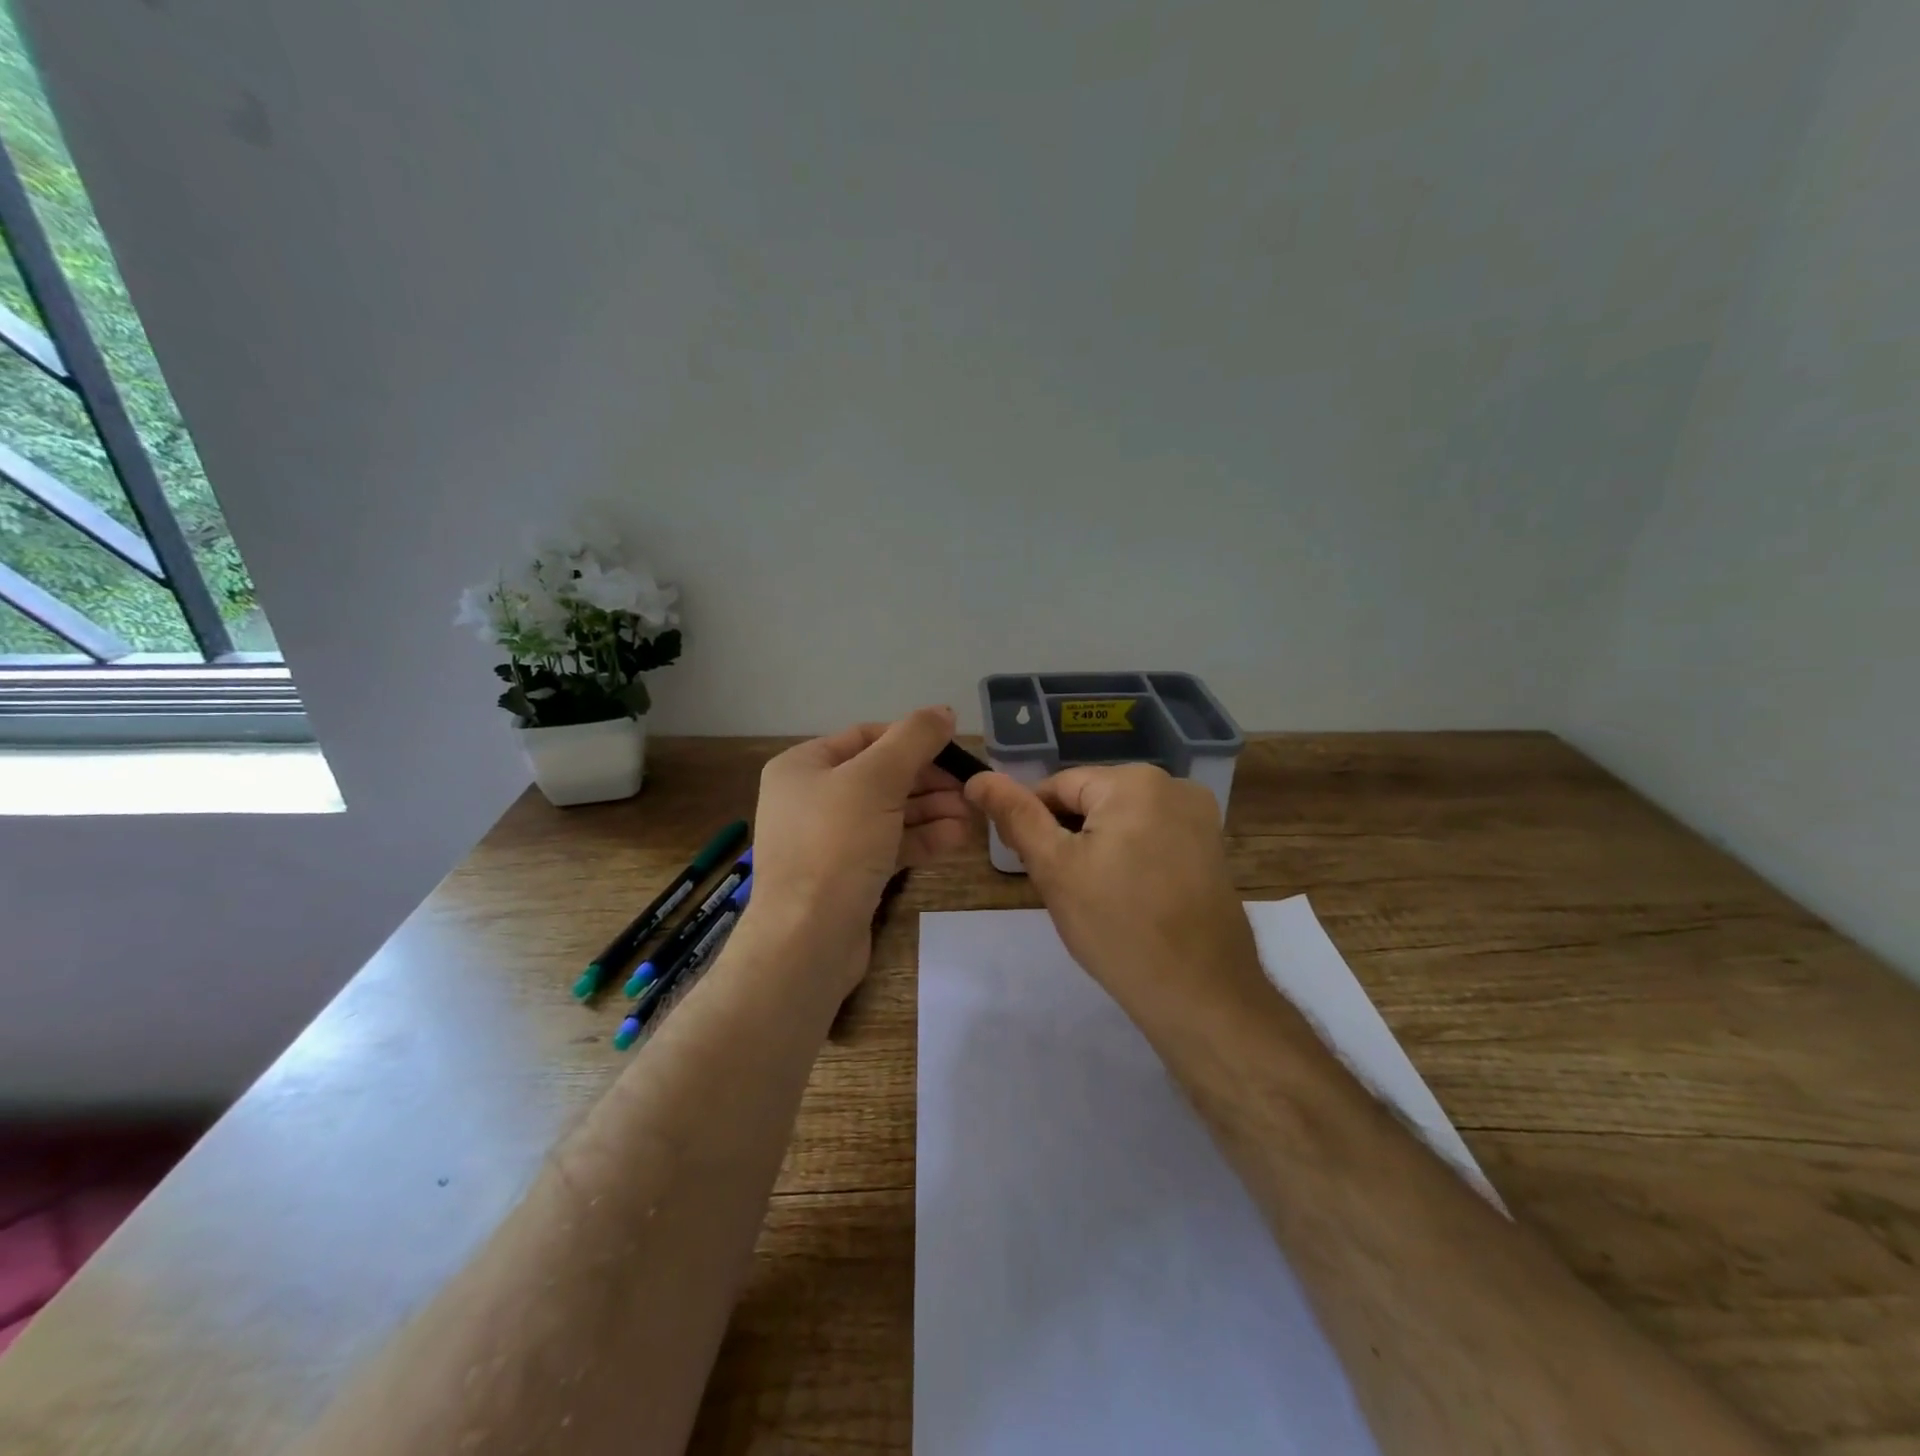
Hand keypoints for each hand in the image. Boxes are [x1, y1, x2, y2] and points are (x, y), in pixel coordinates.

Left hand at [746, 706, 970, 994]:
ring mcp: (828, 839)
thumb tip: (944, 711)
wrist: (807, 940)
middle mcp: (811, 797)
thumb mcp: (877, 779)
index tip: (955, 749)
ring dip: (931, 810)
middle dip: (928, 781)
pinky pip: (888, 844)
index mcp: (803, 765)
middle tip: (970, 789)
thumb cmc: (836, 845)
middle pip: (881, 776)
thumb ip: (914, 739)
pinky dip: (920, 838)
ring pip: (888, 813)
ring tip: (972, 816)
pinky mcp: (846, 874)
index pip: (867, 737)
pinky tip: (956, 839)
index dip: (913, 739)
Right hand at [965, 764, 1265, 1023]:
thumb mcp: (1055, 868)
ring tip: (1097, 899)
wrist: (1200, 993)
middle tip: (1066, 890)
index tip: (1033, 867)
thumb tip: (978, 777)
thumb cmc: (1118, 927)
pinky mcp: (1212, 847)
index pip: (1058, 786)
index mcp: (1134, 781)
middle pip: (1093, 800)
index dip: (1035, 824)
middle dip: (1070, 838)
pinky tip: (1129, 899)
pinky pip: (1152, 838)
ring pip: (1122, 820)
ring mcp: (1200, 816)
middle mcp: (1174, 785)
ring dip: (1099, 849)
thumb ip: (1016, 816)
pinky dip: (1132, 859)